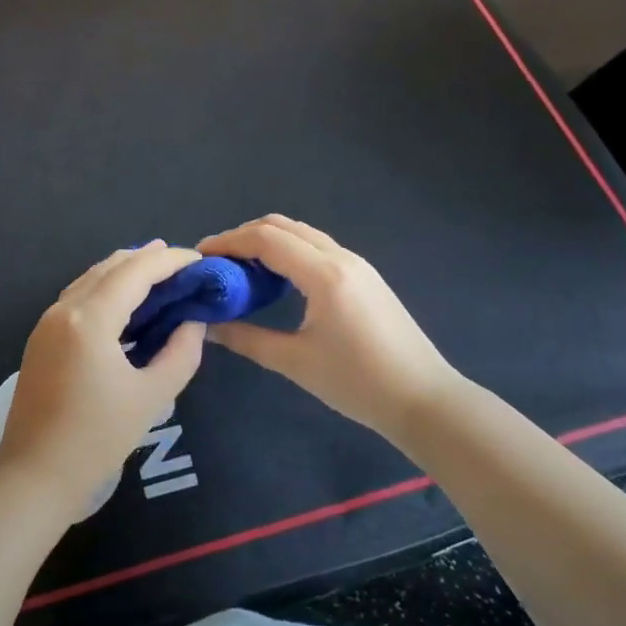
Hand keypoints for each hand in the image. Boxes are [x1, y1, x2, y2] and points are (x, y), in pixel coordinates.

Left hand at [0, 242, 206, 520]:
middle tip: (182, 263)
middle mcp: (64, 309)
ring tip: (158, 273)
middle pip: (110, 267)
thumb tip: (193, 322)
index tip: (199, 260)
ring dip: (124, 271)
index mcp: (90, 319)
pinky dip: (106, 289)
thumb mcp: (151, 397)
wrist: (34, 477)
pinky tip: (125, 303)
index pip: (136, 272)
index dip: (169, 261)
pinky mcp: (41, 338)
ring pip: (91, 279)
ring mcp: (47, 322)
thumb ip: (180, 353)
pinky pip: (79, 297)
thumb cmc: (96, 440)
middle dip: (147, 259)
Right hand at [198, 216, 465, 441]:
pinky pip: (317, 247)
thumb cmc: (358, 383)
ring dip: (268, 241)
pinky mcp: (365, 276)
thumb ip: (247, 339)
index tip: (200, 256)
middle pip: (282, 226)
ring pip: (302, 233)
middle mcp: (340, 257)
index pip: (265, 239)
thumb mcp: (295, 363)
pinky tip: (276, 279)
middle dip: (244, 236)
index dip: (228, 242)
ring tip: (240, 268)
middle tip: (217, 261)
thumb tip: (208, 326)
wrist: (425, 399)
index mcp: (324, 274)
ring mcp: (357, 264)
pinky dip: (289, 250)